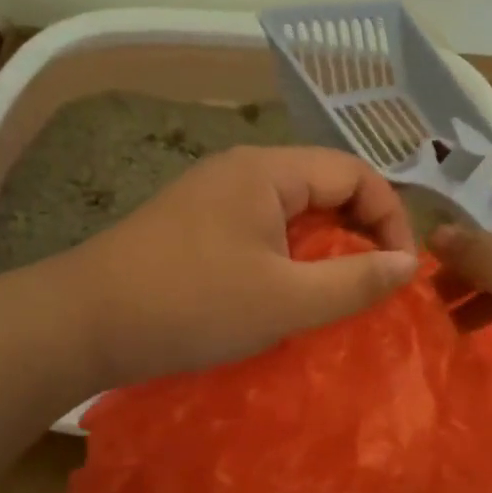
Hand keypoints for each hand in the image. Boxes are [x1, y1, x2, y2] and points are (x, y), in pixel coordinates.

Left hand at [50, 146, 418, 386]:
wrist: (83, 323)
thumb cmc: (191, 304)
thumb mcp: (285, 300)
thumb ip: (354, 281)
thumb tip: (408, 265)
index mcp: (267, 169)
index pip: (354, 172)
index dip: (389, 217)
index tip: (400, 271)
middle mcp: (242, 170)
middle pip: (323, 186)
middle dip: (359, 232)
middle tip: (373, 283)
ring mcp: (213, 196)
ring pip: (292, 211)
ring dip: (323, 248)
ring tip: (336, 293)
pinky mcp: (194, 226)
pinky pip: (261, 230)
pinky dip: (287, 257)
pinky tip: (285, 293)